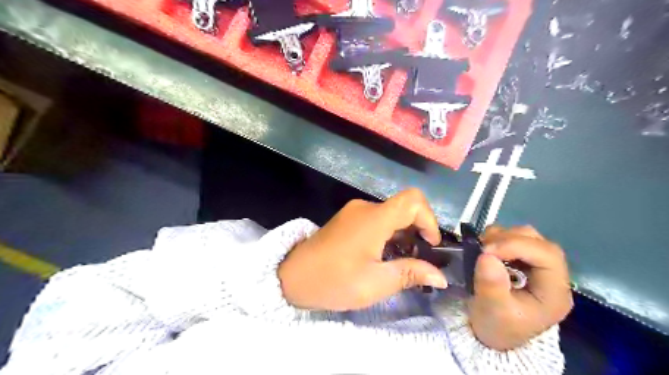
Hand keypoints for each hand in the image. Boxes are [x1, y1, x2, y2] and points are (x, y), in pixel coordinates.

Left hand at [277, 189, 448, 311]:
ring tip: (400, 262)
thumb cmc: (333, 281)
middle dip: (417, 231)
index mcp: (374, 219)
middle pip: (403, 207)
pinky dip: (387, 234)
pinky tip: (382, 256)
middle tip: (417, 260)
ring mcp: (353, 212)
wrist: (292, 277)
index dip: (429, 219)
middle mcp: (365, 208)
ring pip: (390, 215)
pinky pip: (376, 220)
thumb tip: (441, 275)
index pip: (413, 200)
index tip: (429, 245)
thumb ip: (410, 273)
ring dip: (402, 235)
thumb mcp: (375, 283)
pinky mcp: (346, 219)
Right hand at [466, 225, 572, 351]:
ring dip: (501, 237)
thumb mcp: (492, 311)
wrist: (492, 333)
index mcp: (553, 292)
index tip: (487, 251)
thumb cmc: (497, 325)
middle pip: (538, 242)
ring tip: (482, 250)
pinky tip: (486, 250)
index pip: (547, 256)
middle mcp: (551, 275)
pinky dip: (497, 238)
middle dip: (507, 239)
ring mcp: (536, 265)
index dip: (517, 245)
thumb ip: (491, 286)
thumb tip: (487, 257)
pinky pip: (512, 237)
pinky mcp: (522, 260)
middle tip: (482, 248)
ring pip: (526, 235)